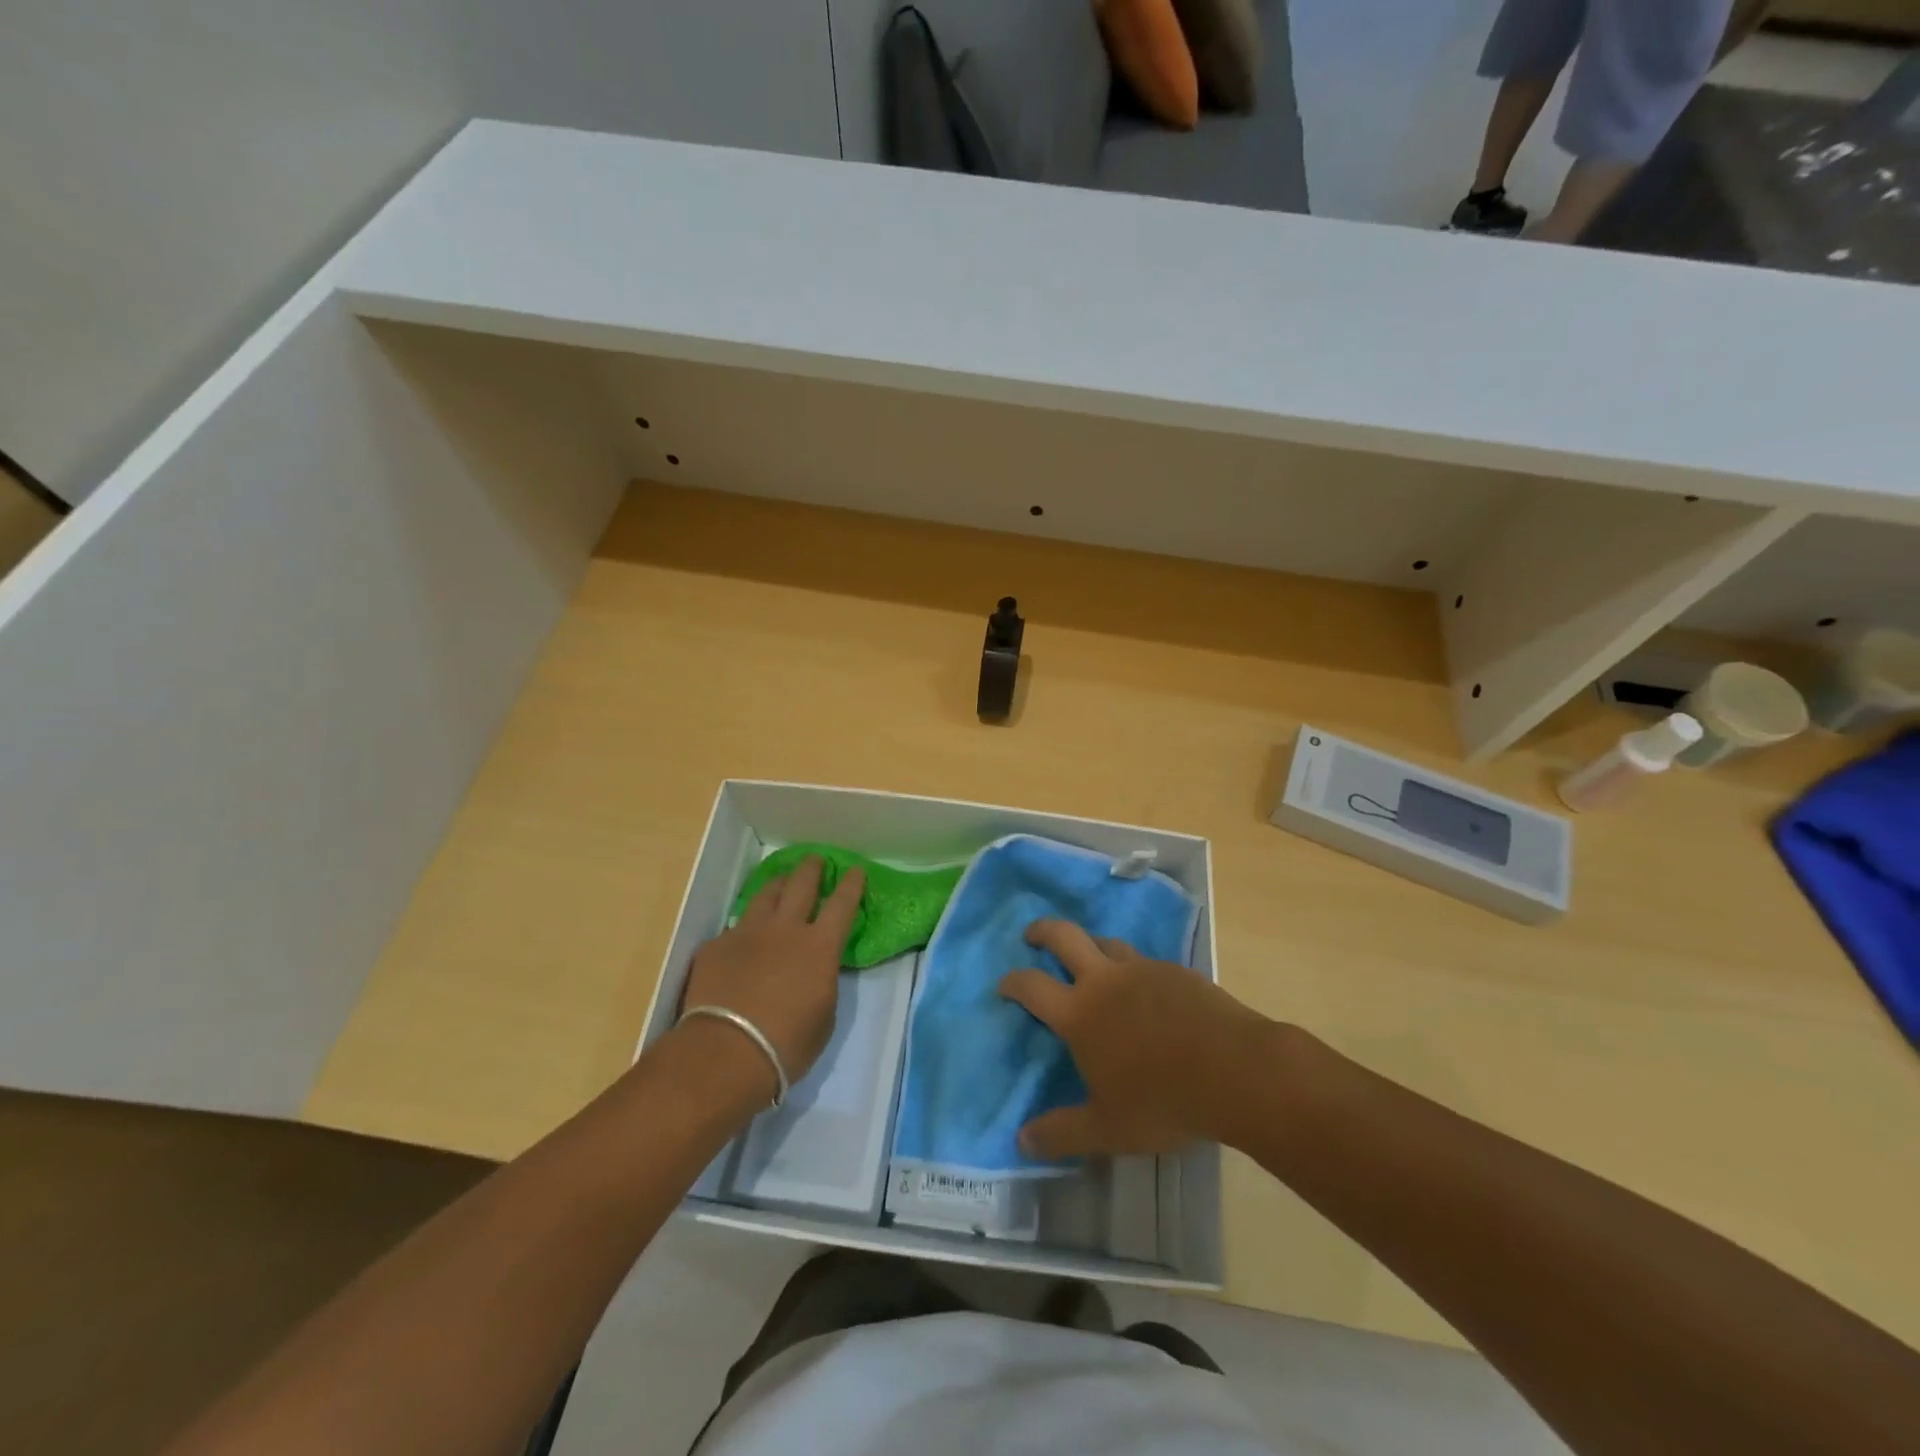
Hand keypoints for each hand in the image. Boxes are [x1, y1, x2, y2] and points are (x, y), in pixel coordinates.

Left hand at [679, 857, 863, 1094]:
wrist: (725, 1052)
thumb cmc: (787, 1044)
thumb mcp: (824, 1015)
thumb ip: (822, 981)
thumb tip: (816, 970)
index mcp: (820, 946)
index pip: (843, 904)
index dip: (851, 885)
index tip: (855, 870)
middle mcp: (785, 928)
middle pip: (801, 884)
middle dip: (811, 868)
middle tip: (815, 860)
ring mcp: (748, 933)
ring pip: (765, 895)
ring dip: (778, 885)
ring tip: (781, 883)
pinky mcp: (716, 946)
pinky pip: (735, 927)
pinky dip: (745, 928)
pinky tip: (743, 938)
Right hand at [997, 919, 1272, 1158]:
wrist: (1238, 1071)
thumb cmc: (1164, 1101)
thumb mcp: (1108, 1129)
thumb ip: (1062, 1133)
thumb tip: (1022, 1140)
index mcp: (1080, 1013)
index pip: (1031, 985)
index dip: (1012, 981)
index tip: (1004, 984)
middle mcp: (1106, 980)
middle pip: (1065, 936)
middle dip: (1043, 931)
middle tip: (1032, 936)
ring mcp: (1143, 969)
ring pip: (1106, 942)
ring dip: (1089, 945)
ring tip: (1088, 959)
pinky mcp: (1177, 971)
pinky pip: (1144, 960)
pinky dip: (1131, 967)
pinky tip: (1143, 988)